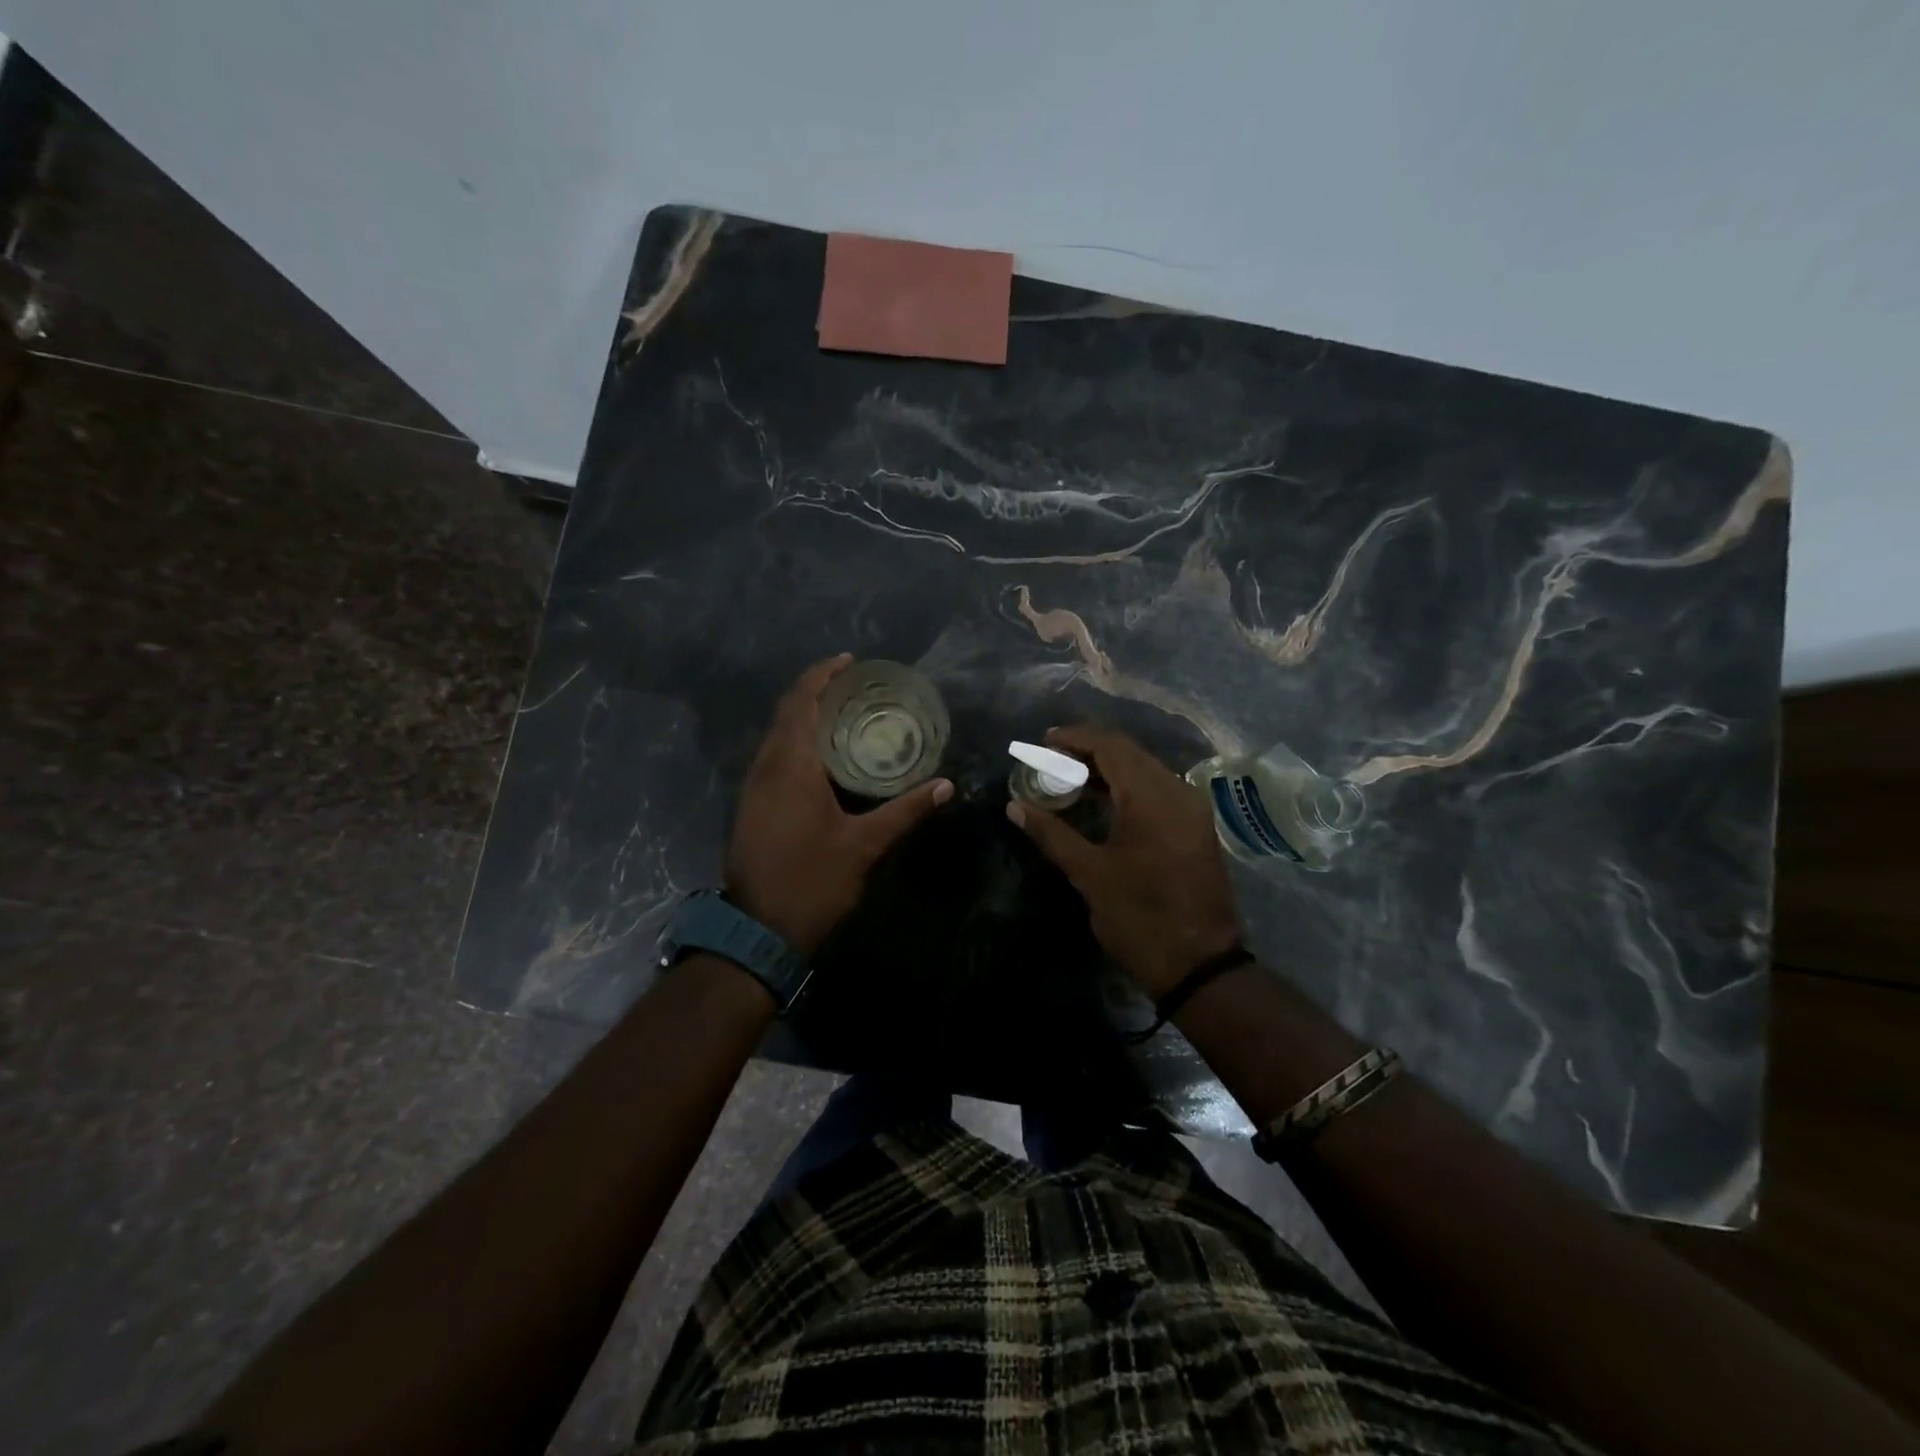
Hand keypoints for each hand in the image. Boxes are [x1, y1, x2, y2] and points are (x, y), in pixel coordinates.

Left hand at [726, 654, 952, 954]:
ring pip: (777, 735)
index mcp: (790, 766)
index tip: (849, 662)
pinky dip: (797, 742)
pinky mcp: (752, 805)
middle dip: (816, 692)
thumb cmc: (813, 881)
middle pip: (786, 713)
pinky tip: (824, 757)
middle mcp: (765, 767)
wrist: (758, 931)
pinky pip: (773, 756)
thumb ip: (905, 810)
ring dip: (805, 717)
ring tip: (845, 714)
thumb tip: (945, 786)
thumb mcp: (864, 845)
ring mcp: (753, 787)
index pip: (801, 702)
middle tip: (855, 687)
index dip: (822, 675)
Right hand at [1007, 724, 1242, 998]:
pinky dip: (1129, 785)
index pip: (1111, 747)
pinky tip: (1104, 800)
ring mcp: (1191, 809)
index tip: (1044, 742)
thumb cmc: (1139, 917)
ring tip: (1071, 777)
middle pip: (1130, 752)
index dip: (1076, 738)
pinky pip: (1159, 788)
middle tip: (1052, 758)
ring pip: (1147, 769)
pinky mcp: (1196, 826)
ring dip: (1110, 767)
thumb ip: (1051, 833)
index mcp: (1151, 798)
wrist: (1199, 964)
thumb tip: (1014, 806)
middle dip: (1090, 749)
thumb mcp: (1089, 875)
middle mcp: (1177, 792)